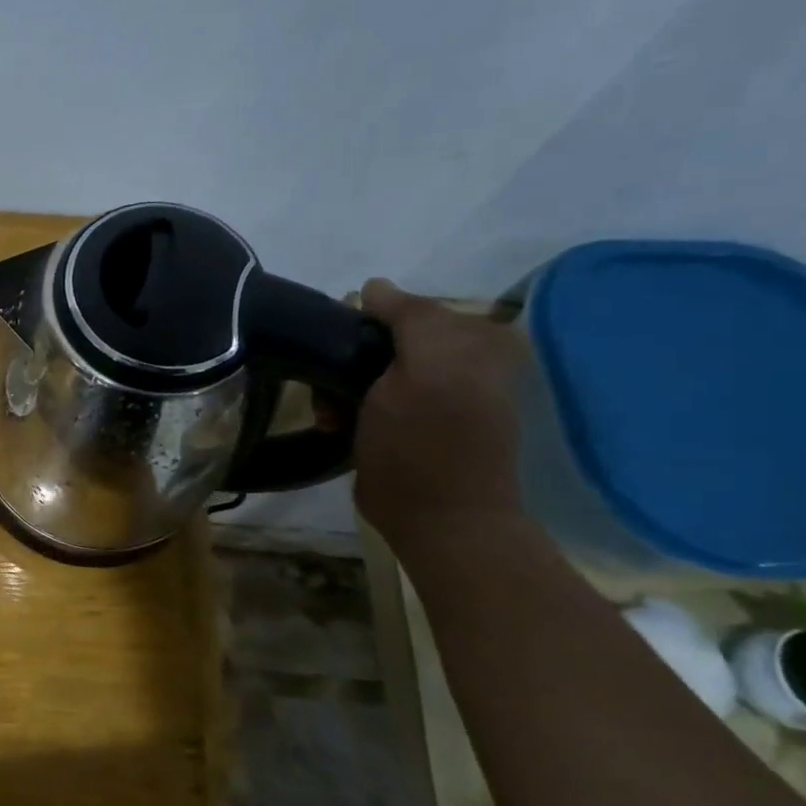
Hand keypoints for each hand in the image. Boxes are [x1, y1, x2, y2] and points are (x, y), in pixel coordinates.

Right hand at [353, 281, 526, 541]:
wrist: (436, 518)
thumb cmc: (427, 442)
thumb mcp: (425, 366)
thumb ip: (409, 316)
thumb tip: (373, 287)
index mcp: (473, 341)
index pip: (403, 309)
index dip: (364, 325)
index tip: (337, 350)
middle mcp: (458, 362)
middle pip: (381, 340)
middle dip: (348, 361)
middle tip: (333, 389)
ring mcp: (433, 396)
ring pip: (366, 369)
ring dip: (340, 389)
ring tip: (332, 416)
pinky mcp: (411, 425)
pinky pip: (367, 398)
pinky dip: (347, 409)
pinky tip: (339, 427)